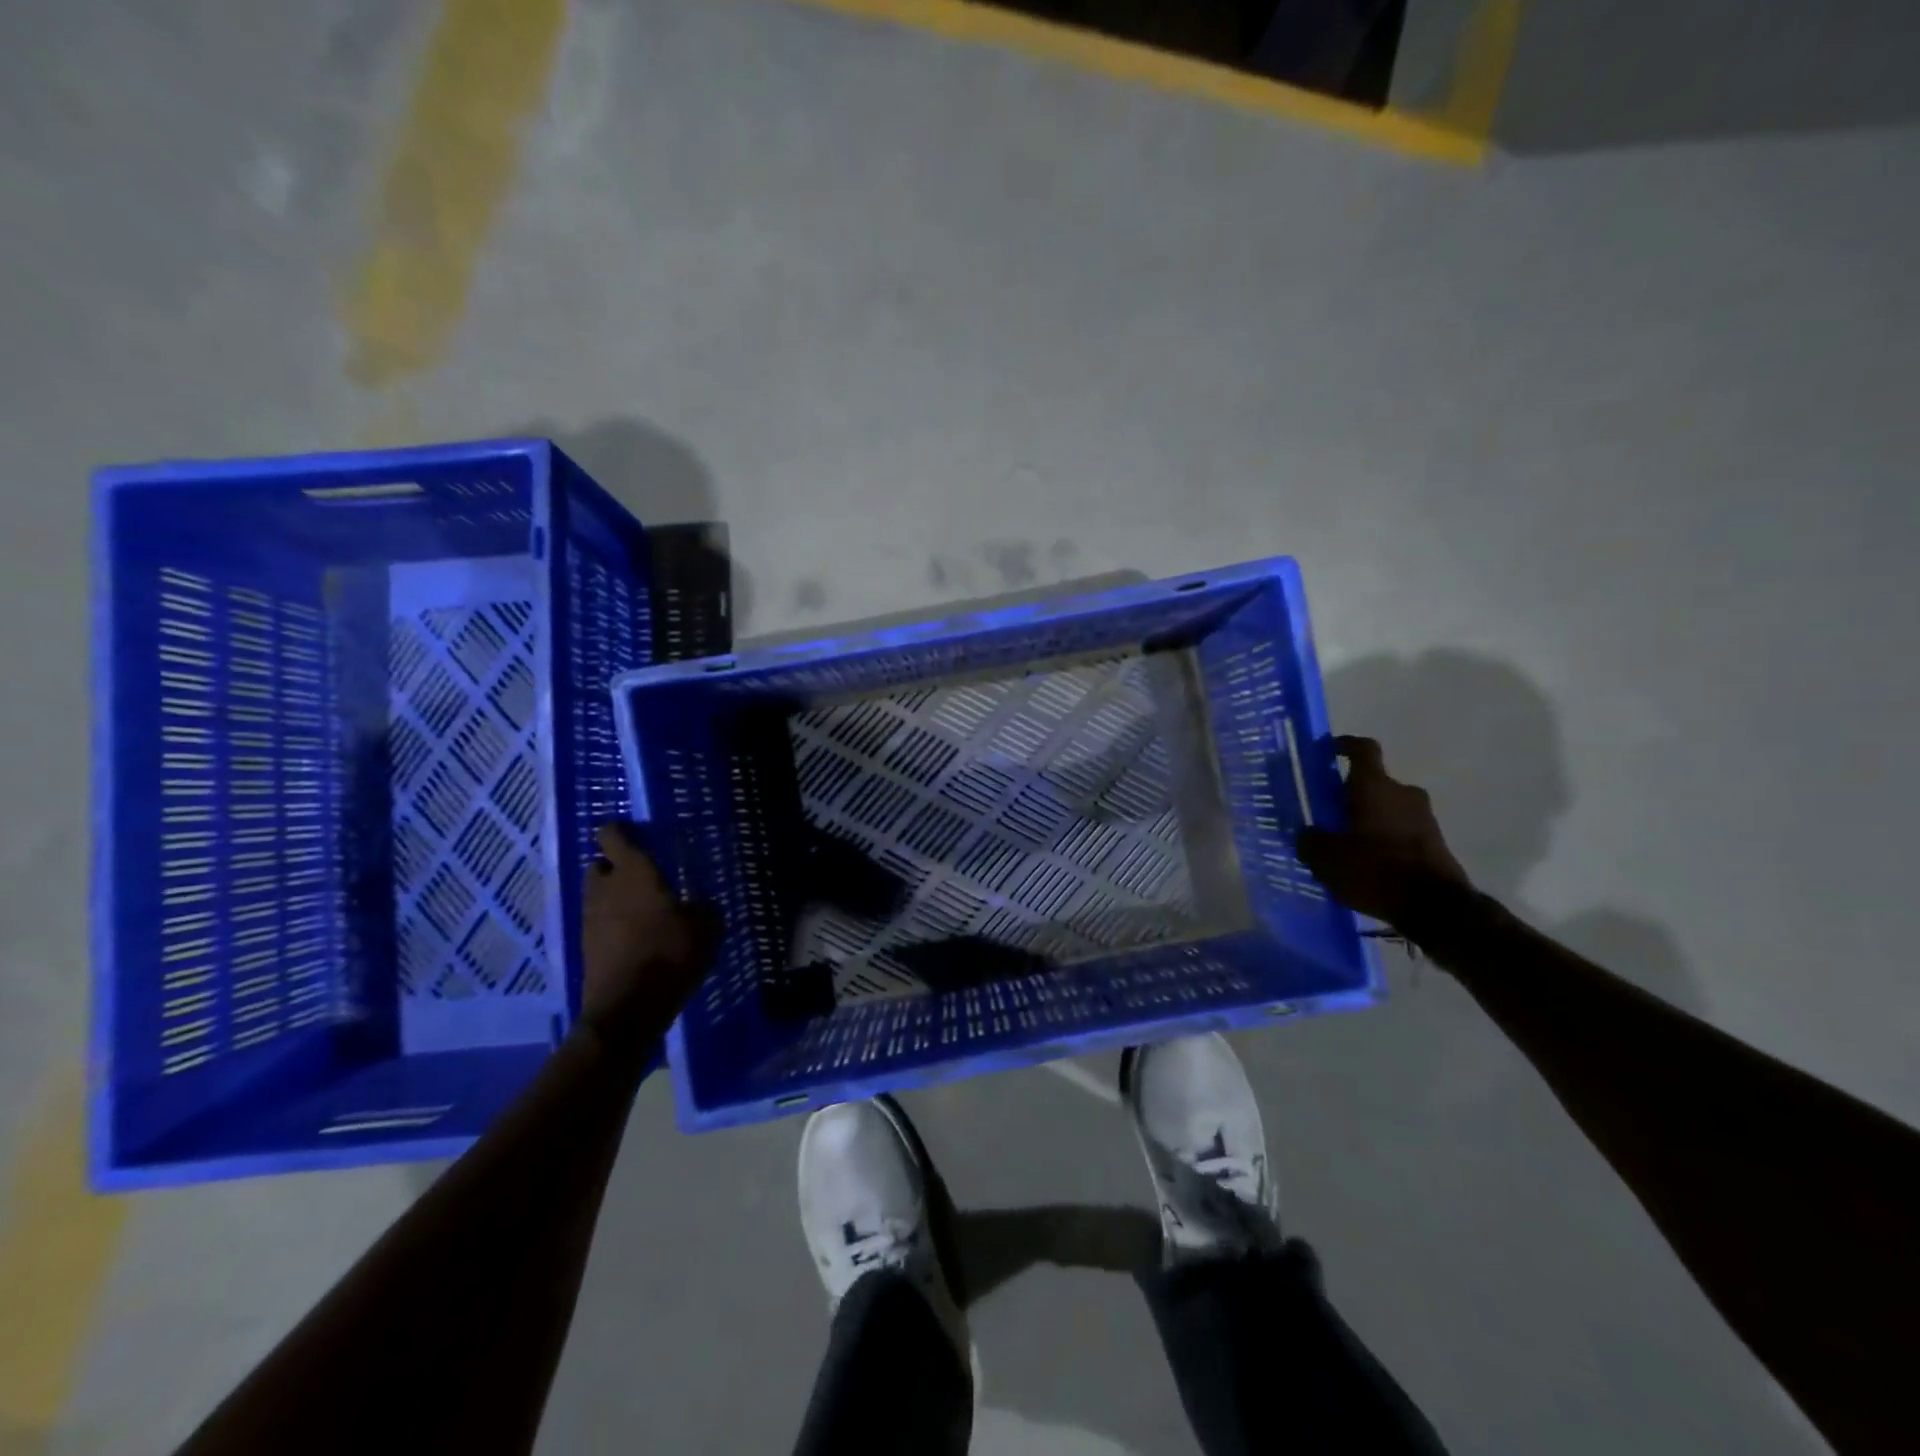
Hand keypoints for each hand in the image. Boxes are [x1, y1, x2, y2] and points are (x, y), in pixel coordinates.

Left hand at [581, 822, 718, 1030]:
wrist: (628, 1007)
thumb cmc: (671, 953)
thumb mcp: (707, 927)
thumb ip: (703, 908)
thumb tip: (699, 905)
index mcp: (635, 872)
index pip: (613, 836)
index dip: (619, 831)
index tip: (633, 831)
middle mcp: (606, 888)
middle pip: (599, 866)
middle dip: (615, 866)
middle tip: (641, 874)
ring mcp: (591, 918)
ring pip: (597, 895)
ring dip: (612, 896)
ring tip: (641, 908)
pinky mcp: (586, 947)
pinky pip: (599, 923)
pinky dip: (612, 924)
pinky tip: (635, 936)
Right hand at [1295, 736, 1468, 928]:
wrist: (1436, 908)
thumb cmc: (1375, 870)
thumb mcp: (1325, 859)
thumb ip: (1310, 840)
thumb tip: (1307, 833)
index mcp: (1375, 787)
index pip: (1362, 749)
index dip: (1344, 745)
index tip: (1328, 751)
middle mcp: (1403, 793)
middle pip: (1372, 784)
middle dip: (1349, 795)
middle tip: (1327, 814)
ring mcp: (1425, 818)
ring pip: (1387, 808)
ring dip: (1368, 819)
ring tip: (1345, 845)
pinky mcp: (1436, 842)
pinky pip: (1401, 830)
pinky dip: (1384, 839)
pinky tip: (1367, 863)